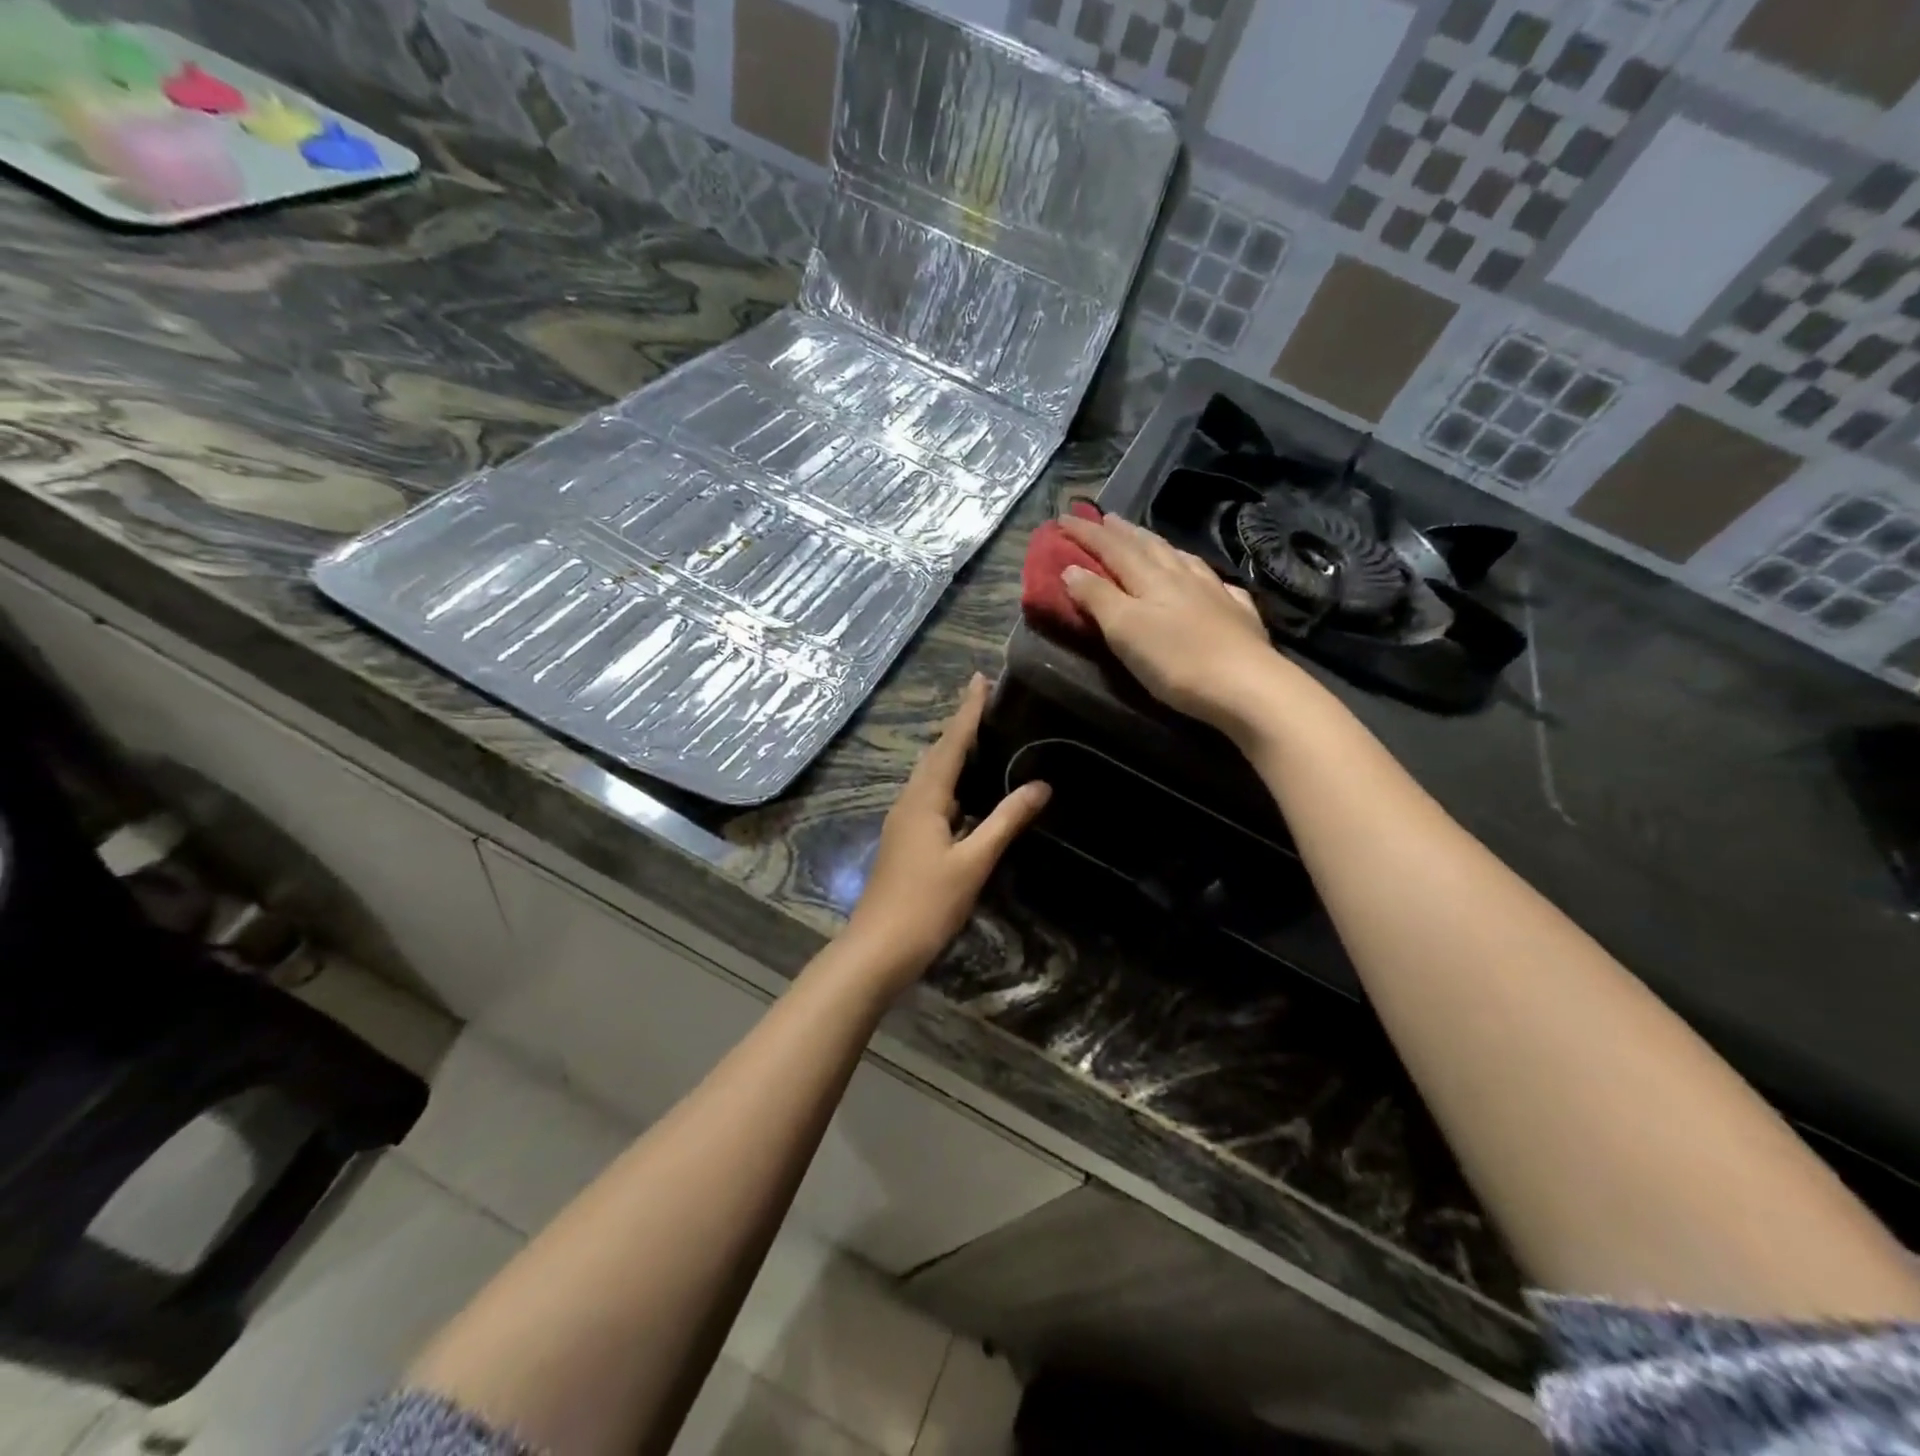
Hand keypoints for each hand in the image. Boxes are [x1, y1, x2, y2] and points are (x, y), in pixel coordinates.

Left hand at [842, 675, 1049, 990]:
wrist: (878, 948)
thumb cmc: (926, 904)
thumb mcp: (973, 862)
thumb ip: (1005, 821)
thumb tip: (1041, 785)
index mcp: (924, 799)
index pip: (950, 744)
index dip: (967, 712)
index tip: (980, 679)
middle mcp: (910, 802)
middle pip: (937, 755)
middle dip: (960, 726)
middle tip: (985, 701)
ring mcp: (904, 822)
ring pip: (931, 777)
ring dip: (953, 753)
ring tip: (981, 736)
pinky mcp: (905, 840)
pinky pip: (930, 798)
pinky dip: (950, 783)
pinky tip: (967, 793)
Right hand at [1059, 513, 1302, 735]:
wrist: (1247, 686)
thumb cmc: (1176, 660)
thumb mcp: (1124, 629)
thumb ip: (1097, 597)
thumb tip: (1071, 568)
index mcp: (1151, 578)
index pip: (1112, 548)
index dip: (1087, 533)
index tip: (1063, 517)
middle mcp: (1182, 577)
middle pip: (1148, 546)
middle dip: (1122, 532)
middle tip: (1105, 518)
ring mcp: (1215, 593)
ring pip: (1181, 559)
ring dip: (1159, 546)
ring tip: (1147, 539)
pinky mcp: (1238, 616)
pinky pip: (1216, 583)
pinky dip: (1201, 574)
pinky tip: (1207, 579)